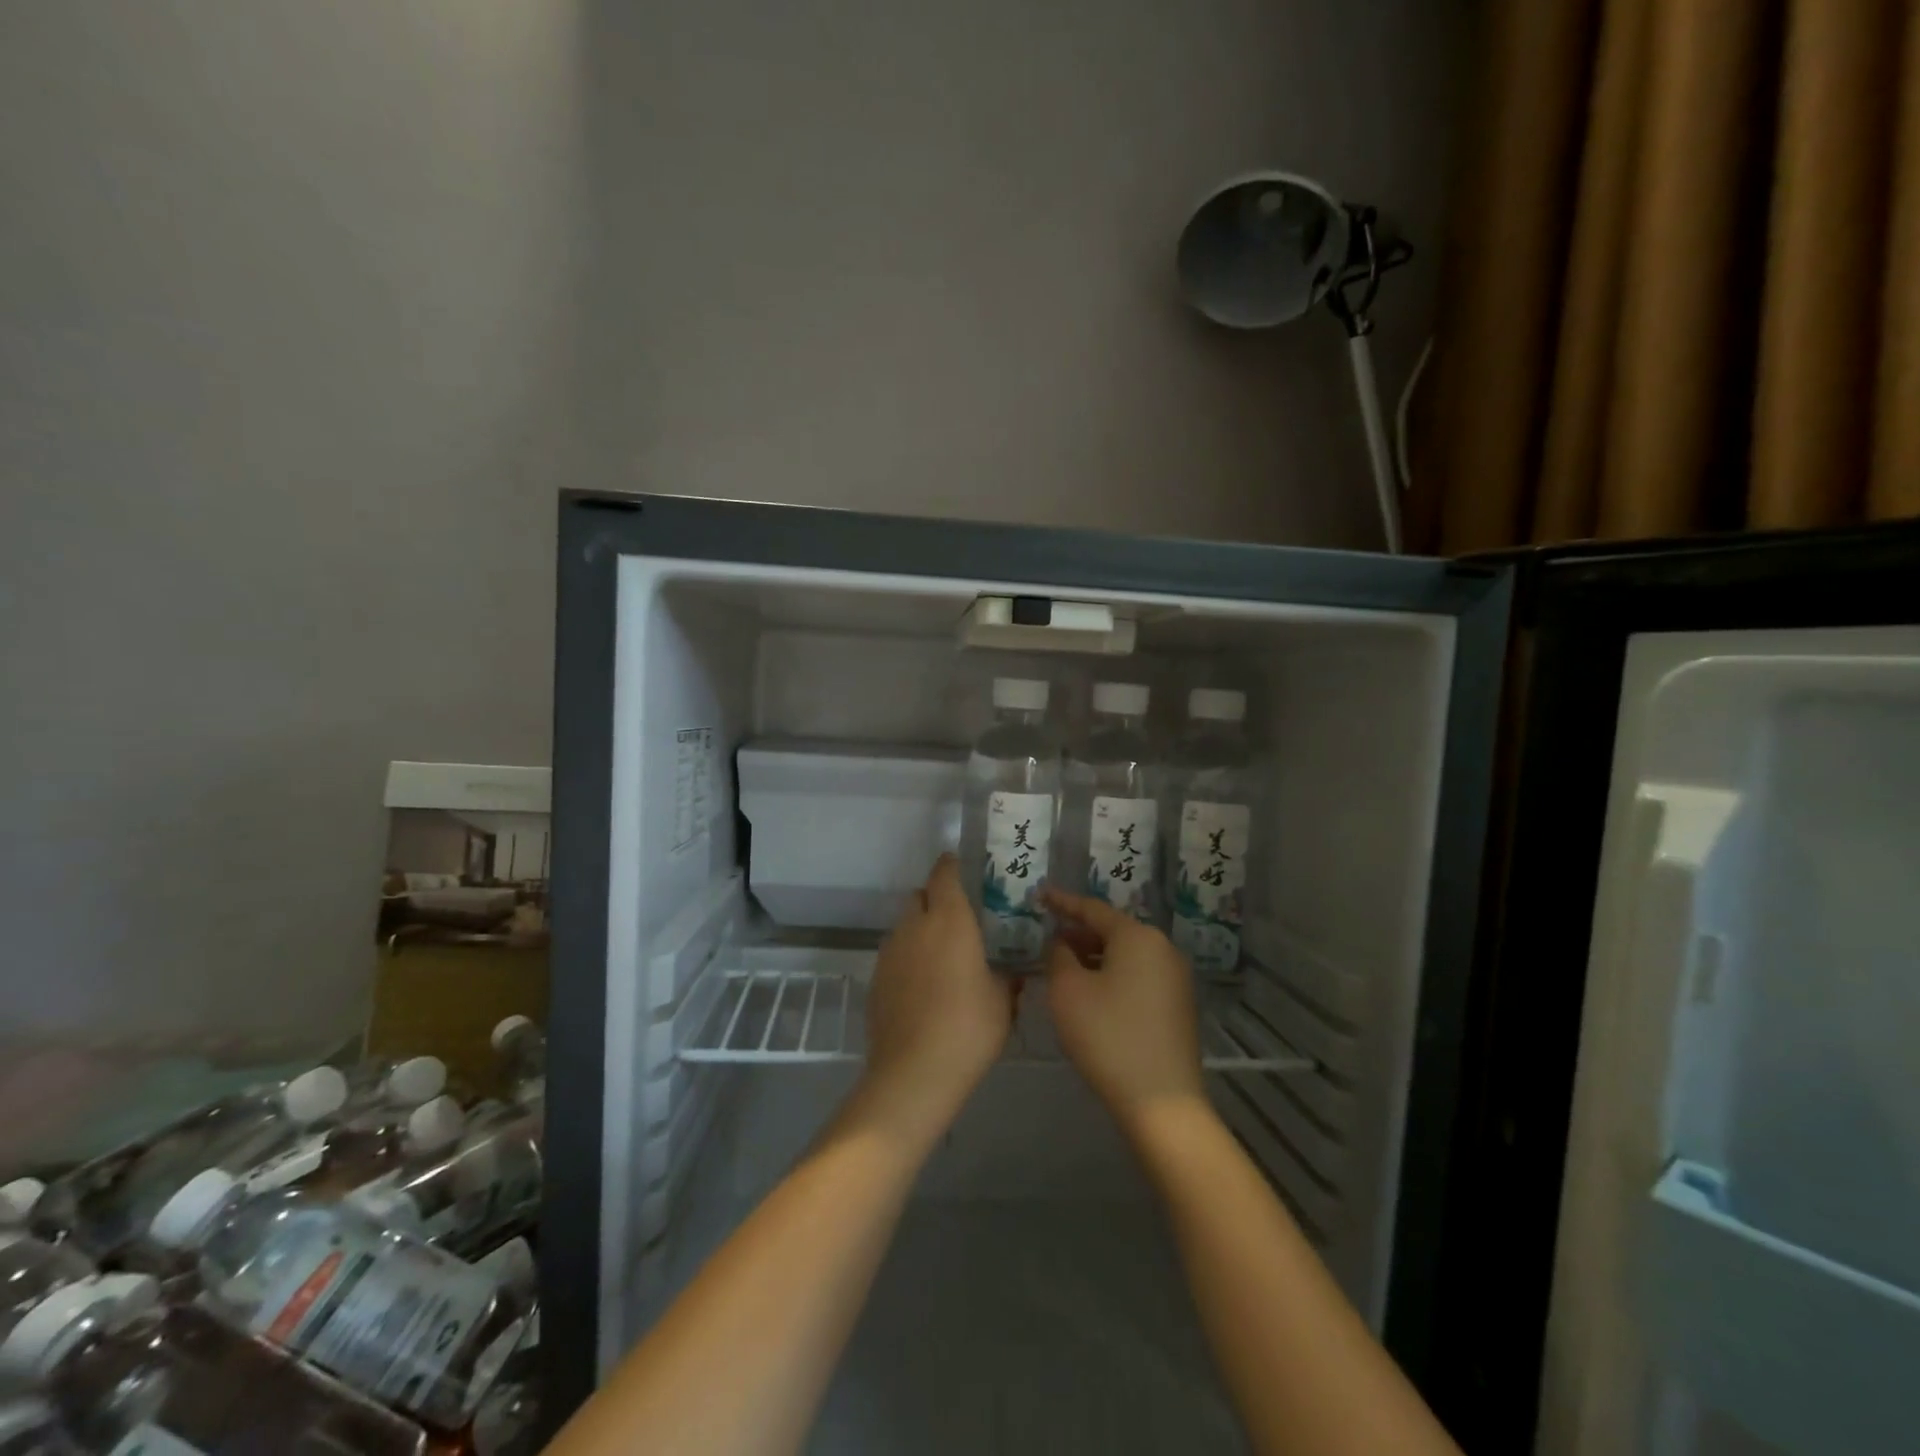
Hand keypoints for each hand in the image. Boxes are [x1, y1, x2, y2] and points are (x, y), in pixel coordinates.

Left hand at [861, 855, 1015, 1134]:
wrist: (913, 1073)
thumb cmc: (968, 1029)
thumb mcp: (1002, 1002)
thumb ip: (1007, 978)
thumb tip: (1013, 972)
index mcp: (949, 920)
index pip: (944, 874)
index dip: (951, 866)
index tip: (961, 866)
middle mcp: (914, 926)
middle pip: (919, 896)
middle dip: (935, 899)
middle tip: (958, 919)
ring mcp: (890, 952)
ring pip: (904, 926)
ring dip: (920, 930)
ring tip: (942, 957)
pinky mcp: (875, 979)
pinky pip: (894, 954)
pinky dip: (908, 958)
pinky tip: (923, 987)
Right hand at [1041, 887, 1204, 1136]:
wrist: (1161, 1103)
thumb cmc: (1107, 1036)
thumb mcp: (1067, 990)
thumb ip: (1059, 955)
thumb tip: (1064, 944)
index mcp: (1138, 936)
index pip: (1092, 909)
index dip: (1062, 902)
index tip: (1040, 895)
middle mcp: (1162, 948)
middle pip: (1112, 930)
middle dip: (1078, 933)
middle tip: (1048, 940)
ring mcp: (1175, 978)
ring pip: (1126, 955)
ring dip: (1094, 957)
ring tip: (1065, 968)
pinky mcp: (1178, 1006)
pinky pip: (1138, 976)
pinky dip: (1113, 977)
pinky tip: (1092, 995)